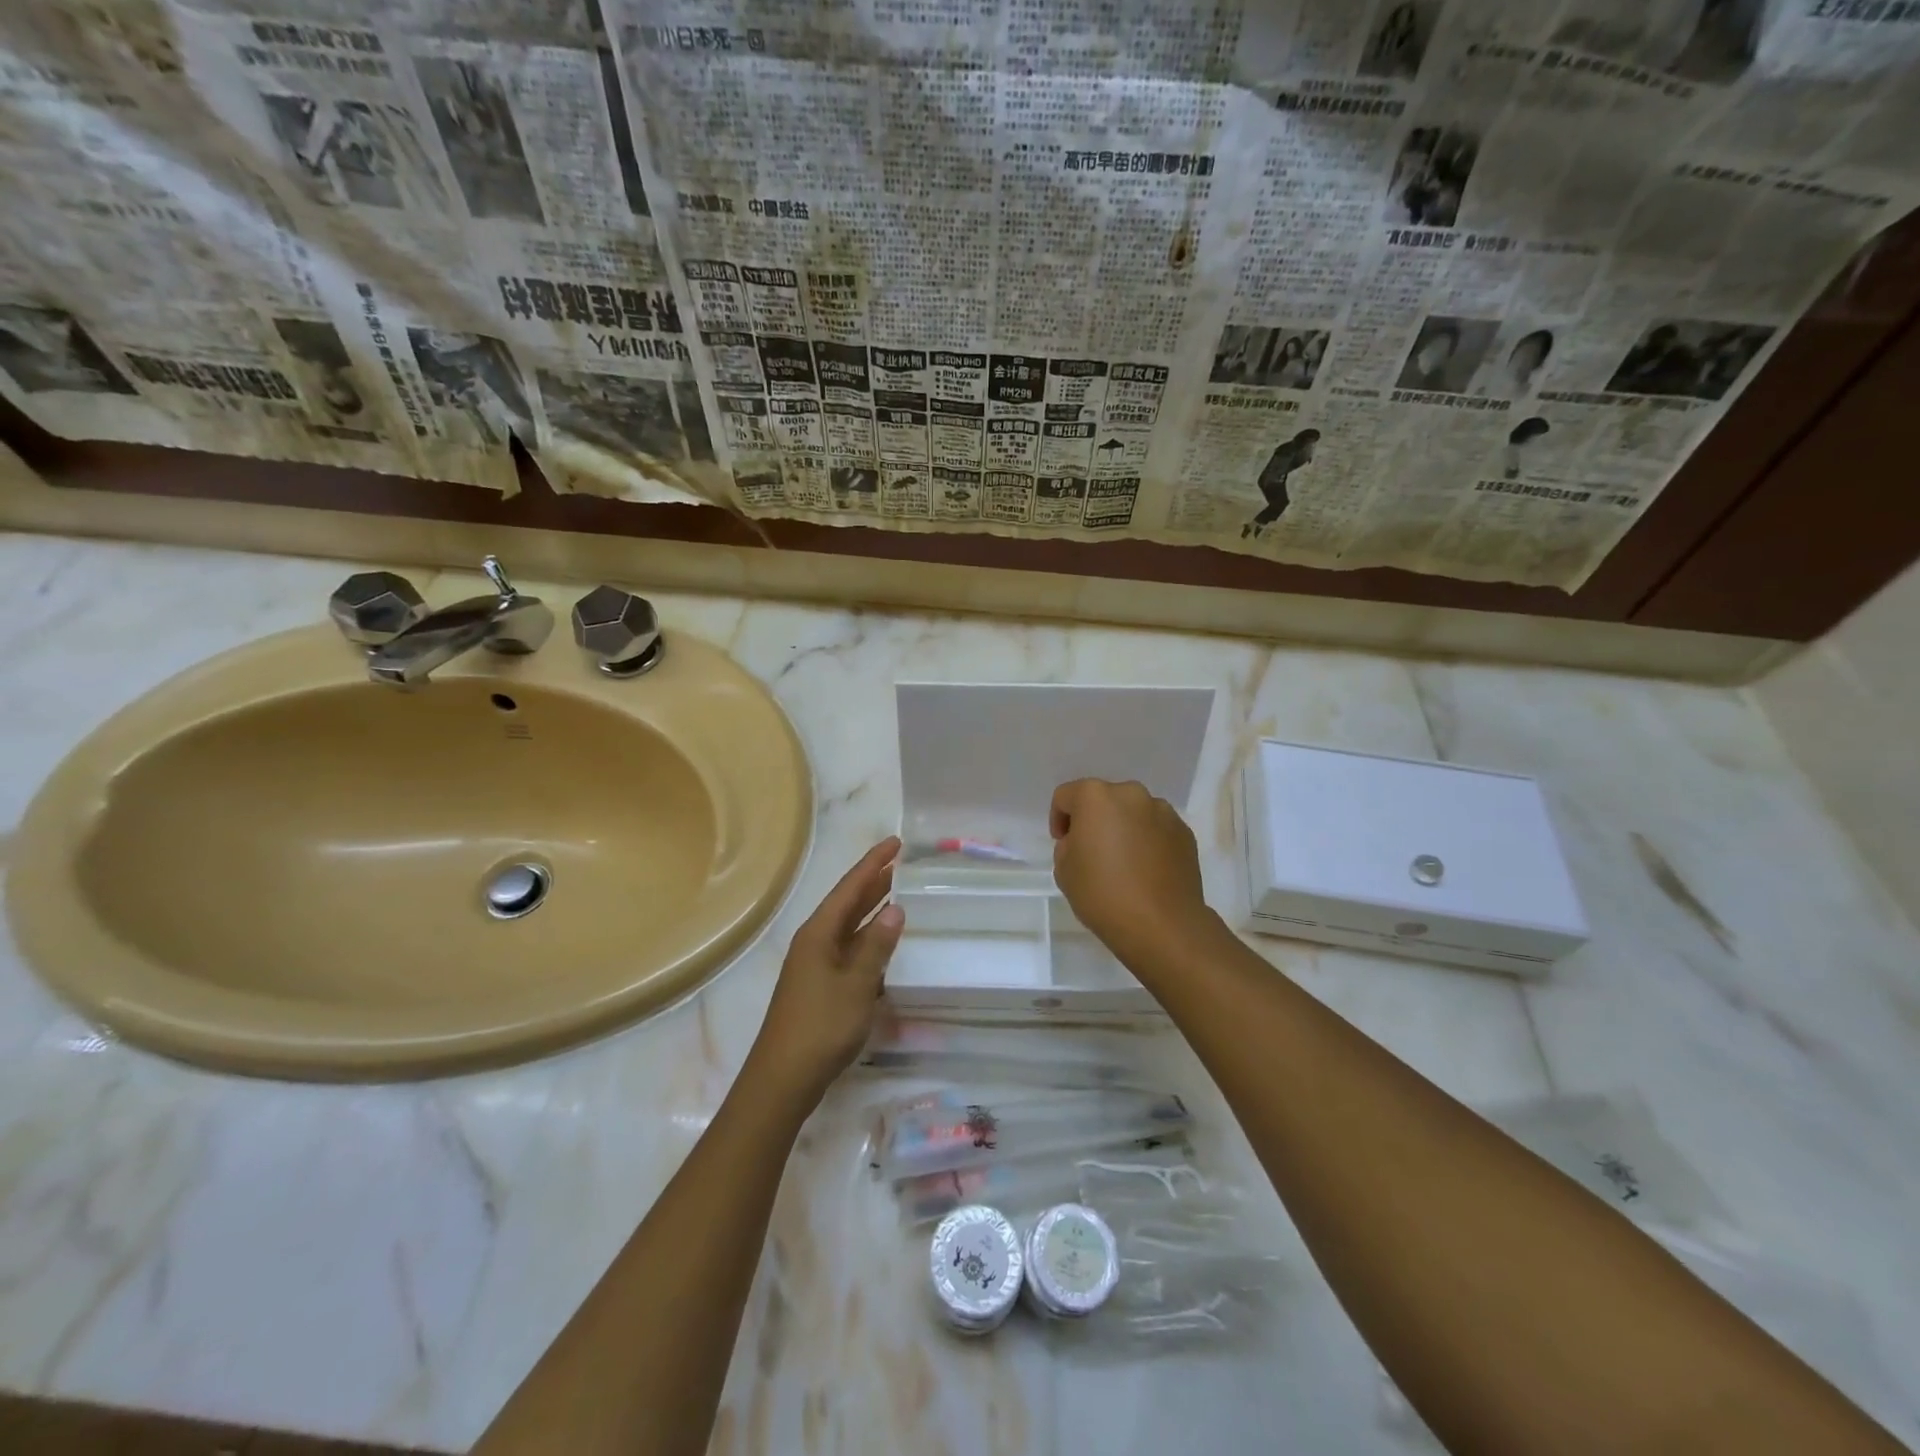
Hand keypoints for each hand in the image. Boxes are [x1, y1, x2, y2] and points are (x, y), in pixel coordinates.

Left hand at [747, 837, 904, 1103]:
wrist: (783, 1079)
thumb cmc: (820, 1026)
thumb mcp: (856, 985)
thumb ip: (876, 946)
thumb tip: (896, 909)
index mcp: (818, 933)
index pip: (850, 887)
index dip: (873, 863)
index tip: (896, 842)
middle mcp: (814, 942)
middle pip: (847, 903)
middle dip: (874, 883)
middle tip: (902, 864)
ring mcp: (815, 966)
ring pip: (848, 928)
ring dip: (872, 912)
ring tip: (899, 896)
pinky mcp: (820, 987)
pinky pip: (849, 951)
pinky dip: (868, 942)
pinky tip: (885, 947)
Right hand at [1050, 779, 1211, 964]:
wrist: (1162, 925)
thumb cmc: (1103, 894)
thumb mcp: (1064, 870)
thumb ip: (1068, 845)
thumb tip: (1085, 842)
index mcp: (1095, 797)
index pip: (1066, 796)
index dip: (1059, 819)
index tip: (1063, 844)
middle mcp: (1131, 794)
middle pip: (1103, 799)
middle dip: (1094, 820)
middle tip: (1092, 852)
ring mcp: (1163, 812)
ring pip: (1133, 813)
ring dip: (1124, 828)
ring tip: (1123, 863)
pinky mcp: (1185, 833)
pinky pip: (1156, 829)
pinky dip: (1147, 841)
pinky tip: (1146, 871)